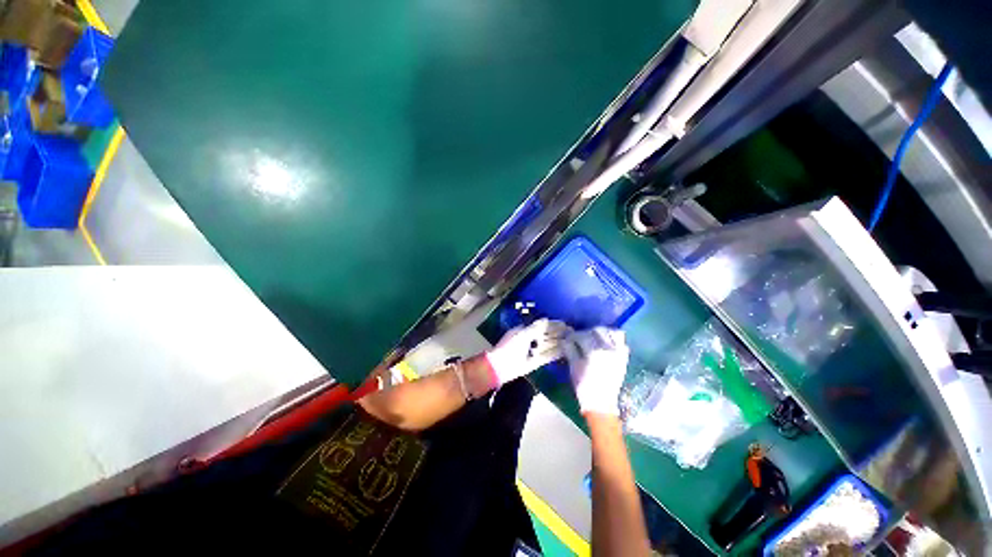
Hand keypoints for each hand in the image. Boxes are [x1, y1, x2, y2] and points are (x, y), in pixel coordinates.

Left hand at [485, 319, 571, 387]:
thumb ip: (535, 327)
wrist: (499, 367)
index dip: (553, 324)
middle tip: (572, 331)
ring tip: (572, 340)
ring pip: (548, 345)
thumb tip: (546, 319)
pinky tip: (565, 352)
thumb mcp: (522, 334)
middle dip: (558, 333)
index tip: (565, 323)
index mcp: (524, 330)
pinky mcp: (535, 362)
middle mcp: (530, 340)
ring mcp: (533, 351)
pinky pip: (547, 357)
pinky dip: (555, 354)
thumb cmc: (510, 347)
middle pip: (546, 335)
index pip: (541, 325)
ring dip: (559, 342)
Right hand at [563, 327, 629, 415]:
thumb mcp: (573, 367)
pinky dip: (613, 339)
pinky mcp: (624, 357)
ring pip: (612, 332)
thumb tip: (566, 338)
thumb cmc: (584, 386)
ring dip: (601, 332)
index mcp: (594, 351)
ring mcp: (618, 352)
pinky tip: (605, 345)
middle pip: (597, 330)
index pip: (582, 335)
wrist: (601, 404)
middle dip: (587, 332)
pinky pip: (621, 341)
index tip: (568, 339)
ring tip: (594, 339)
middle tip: (580, 339)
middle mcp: (608, 348)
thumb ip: (570, 349)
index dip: (573, 336)